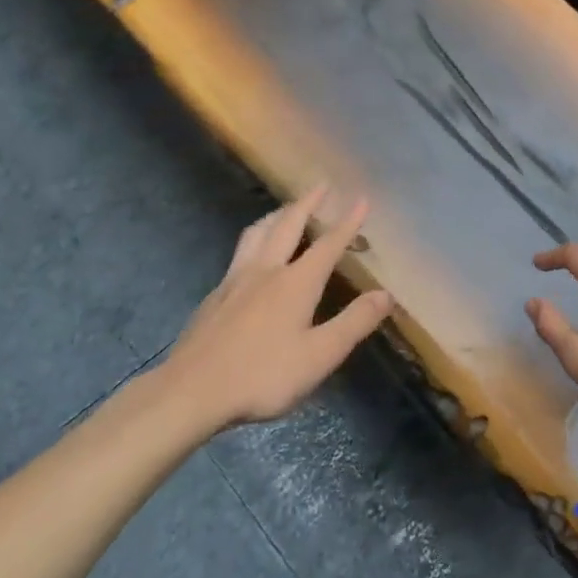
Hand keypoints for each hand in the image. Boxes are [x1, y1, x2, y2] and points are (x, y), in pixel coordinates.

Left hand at [165, 187, 391, 427]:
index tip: (362, 198)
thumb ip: (354, 322)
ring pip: (257, 233)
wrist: (191, 391)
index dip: (348, 222)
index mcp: (296, 282)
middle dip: (308, 203)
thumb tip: (386, 294)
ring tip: (285, 209)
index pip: (328, 244)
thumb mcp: (320, 355)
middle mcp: (266, 270)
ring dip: (276, 215)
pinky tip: (251, 256)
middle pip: (288, 225)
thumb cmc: (262, 375)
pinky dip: (253, 241)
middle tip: (321, 185)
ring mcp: (235, 280)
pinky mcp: (214, 296)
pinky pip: (239, 253)